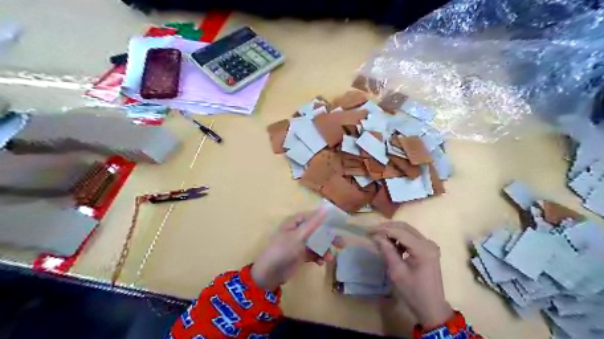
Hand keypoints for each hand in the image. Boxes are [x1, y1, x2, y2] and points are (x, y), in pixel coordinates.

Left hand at [252, 210, 332, 291]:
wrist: (269, 274)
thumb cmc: (282, 250)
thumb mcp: (298, 236)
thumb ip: (313, 224)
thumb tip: (326, 209)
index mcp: (295, 223)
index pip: (312, 216)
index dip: (325, 219)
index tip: (338, 223)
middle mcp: (298, 231)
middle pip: (317, 231)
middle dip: (328, 238)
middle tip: (341, 244)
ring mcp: (300, 244)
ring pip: (317, 243)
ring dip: (325, 250)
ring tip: (329, 258)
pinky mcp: (301, 255)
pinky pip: (314, 253)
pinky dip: (319, 257)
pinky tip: (321, 263)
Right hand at [368, 221, 452, 328]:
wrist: (431, 306)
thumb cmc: (413, 292)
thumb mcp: (397, 272)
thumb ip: (387, 251)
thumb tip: (376, 236)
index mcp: (423, 249)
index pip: (400, 232)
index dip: (383, 230)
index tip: (368, 231)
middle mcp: (428, 242)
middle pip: (404, 227)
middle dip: (386, 227)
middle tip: (371, 232)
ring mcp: (429, 245)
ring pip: (407, 230)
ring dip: (392, 231)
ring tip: (378, 237)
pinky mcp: (427, 248)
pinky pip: (411, 236)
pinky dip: (399, 237)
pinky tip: (390, 244)